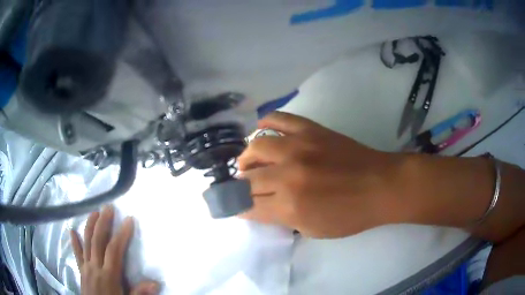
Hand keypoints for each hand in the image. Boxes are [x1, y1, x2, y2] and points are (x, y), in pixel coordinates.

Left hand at [71, 206, 158, 294]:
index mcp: (109, 275)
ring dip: (90, 226)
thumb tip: (155, 283)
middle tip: (108, 208)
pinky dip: (74, 242)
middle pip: (98, 241)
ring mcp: (86, 267)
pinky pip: (77, 254)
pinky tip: (71, 231)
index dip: (122, 234)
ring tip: (94, 212)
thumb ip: (139, 293)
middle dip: (103, 223)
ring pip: (86, 243)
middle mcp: (95, 267)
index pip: (114, 250)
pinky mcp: (81, 270)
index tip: (129, 220)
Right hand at [239, 112, 402, 237]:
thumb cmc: (350, 215)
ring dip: (247, 158)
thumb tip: (259, 207)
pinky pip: (279, 119)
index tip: (235, 206)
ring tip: (250, 162)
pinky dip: (265, 123)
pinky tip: (261, 130)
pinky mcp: (310, 130)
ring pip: (256, 146)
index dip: (238, 207)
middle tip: (244, 188)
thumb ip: (282, 219)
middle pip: (248, 178)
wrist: (380, 185)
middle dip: (240, 186)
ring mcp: (299, 147)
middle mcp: (288, 174)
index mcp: (290, 206)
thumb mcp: (313, 229)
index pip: (248, 206)